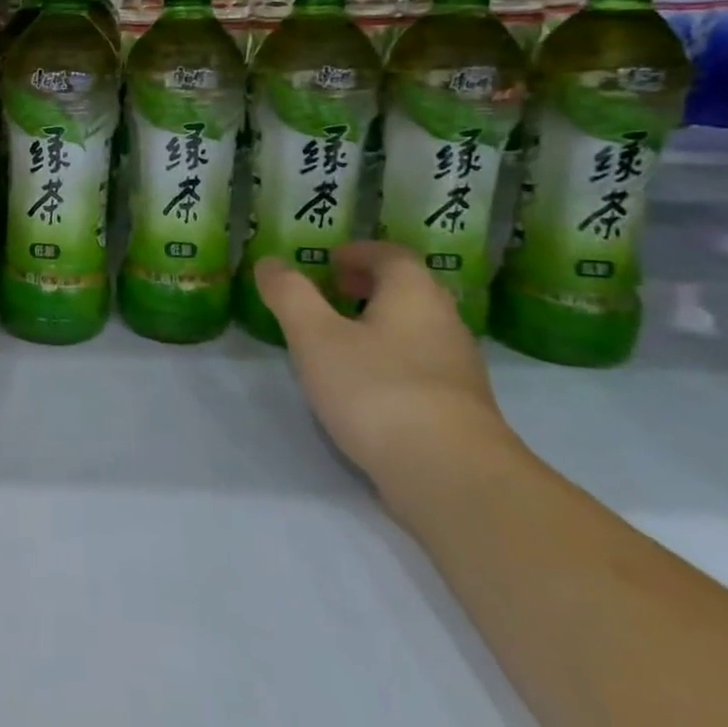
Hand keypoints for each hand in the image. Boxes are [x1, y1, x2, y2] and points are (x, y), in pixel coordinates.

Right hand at [254, 242, 519, 506]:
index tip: (330, 260)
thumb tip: (269, 262)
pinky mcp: (458, 408)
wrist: (449, 474)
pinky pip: (420, 365)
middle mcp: (444, 322)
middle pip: (408, 290)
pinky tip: (365, 385)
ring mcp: (457, 368)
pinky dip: (391, 359)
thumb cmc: (375, 389)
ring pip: (416, 329)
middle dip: (369, 286)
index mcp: (413, 294)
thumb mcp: (315, 337)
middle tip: (333, 292)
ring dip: (380, 323)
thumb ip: (289, 295)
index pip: (392, 255)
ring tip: (340, 339)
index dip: (359, 252)